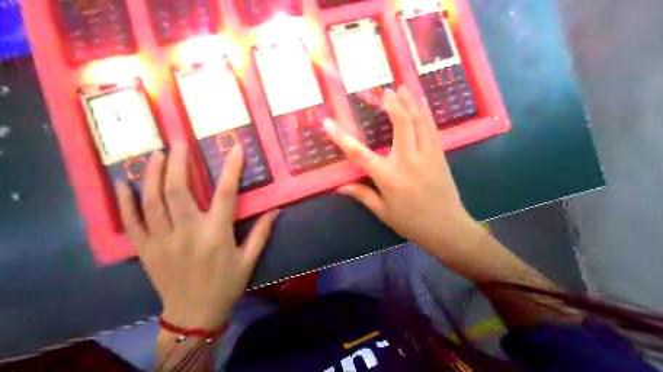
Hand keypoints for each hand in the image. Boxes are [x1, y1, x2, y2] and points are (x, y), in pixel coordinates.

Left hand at [115, 144, 278, 328]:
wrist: (193, 315)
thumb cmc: (226, 285)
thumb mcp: (249, 260)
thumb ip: (262, 232)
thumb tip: (277, 209)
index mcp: (216, 234)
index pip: (225, 194)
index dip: (231, 168)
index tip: (235, 148)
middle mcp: (187, 232)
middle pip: (178, 190)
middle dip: (179, 162)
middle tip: (180, 142)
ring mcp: (162, 240)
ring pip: (153, 201)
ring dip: (153, 174)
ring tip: (155, 154)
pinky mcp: (146, 250)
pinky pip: (131, 223)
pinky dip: (125, 202)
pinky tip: (123, 184)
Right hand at [326, 86, 485, 271]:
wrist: (446, 228)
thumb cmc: (411, 222)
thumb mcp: (383, 211)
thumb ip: (362, 195)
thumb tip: (339, 186)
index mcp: (388, 177)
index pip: (359, 154)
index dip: (341, 137)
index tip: (328, 123)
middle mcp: (408, 161)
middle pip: (401, 124)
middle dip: (392, 104)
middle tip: (385, 91)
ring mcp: (427, 155)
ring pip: (420, 122)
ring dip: (411, 102)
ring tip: (403, 87)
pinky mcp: (440, 155)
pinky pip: (432, 129)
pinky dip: (426, 113)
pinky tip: (422, 103)